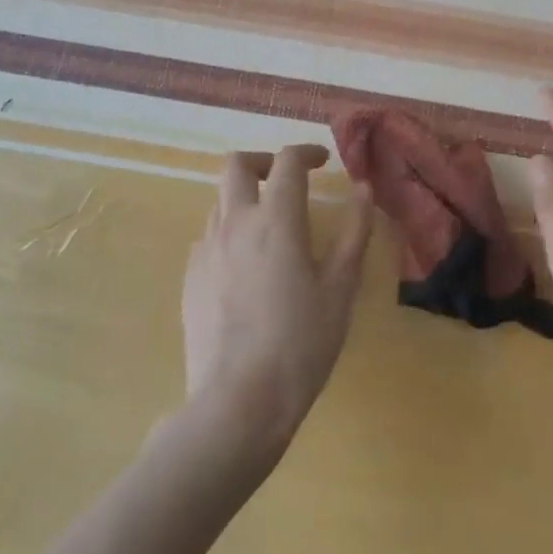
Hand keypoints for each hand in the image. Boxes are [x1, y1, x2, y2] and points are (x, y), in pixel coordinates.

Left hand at [183, 145, 373, 461]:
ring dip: (245, 197)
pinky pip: (209, 236)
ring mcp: (206, 250)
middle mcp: (235, 223)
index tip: (322, 160)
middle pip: (236, 165)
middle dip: (263, 161)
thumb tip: (362, 188)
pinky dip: (229, 231)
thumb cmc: (302, 343)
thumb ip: (353, 231)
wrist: (238, 401)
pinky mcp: (190, 278)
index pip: (287, 162)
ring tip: (270, 226)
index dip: (306, 152)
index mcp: (276, 220)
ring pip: (220, 200)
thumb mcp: (341, 288)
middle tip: (286, 179)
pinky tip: (247, 266)